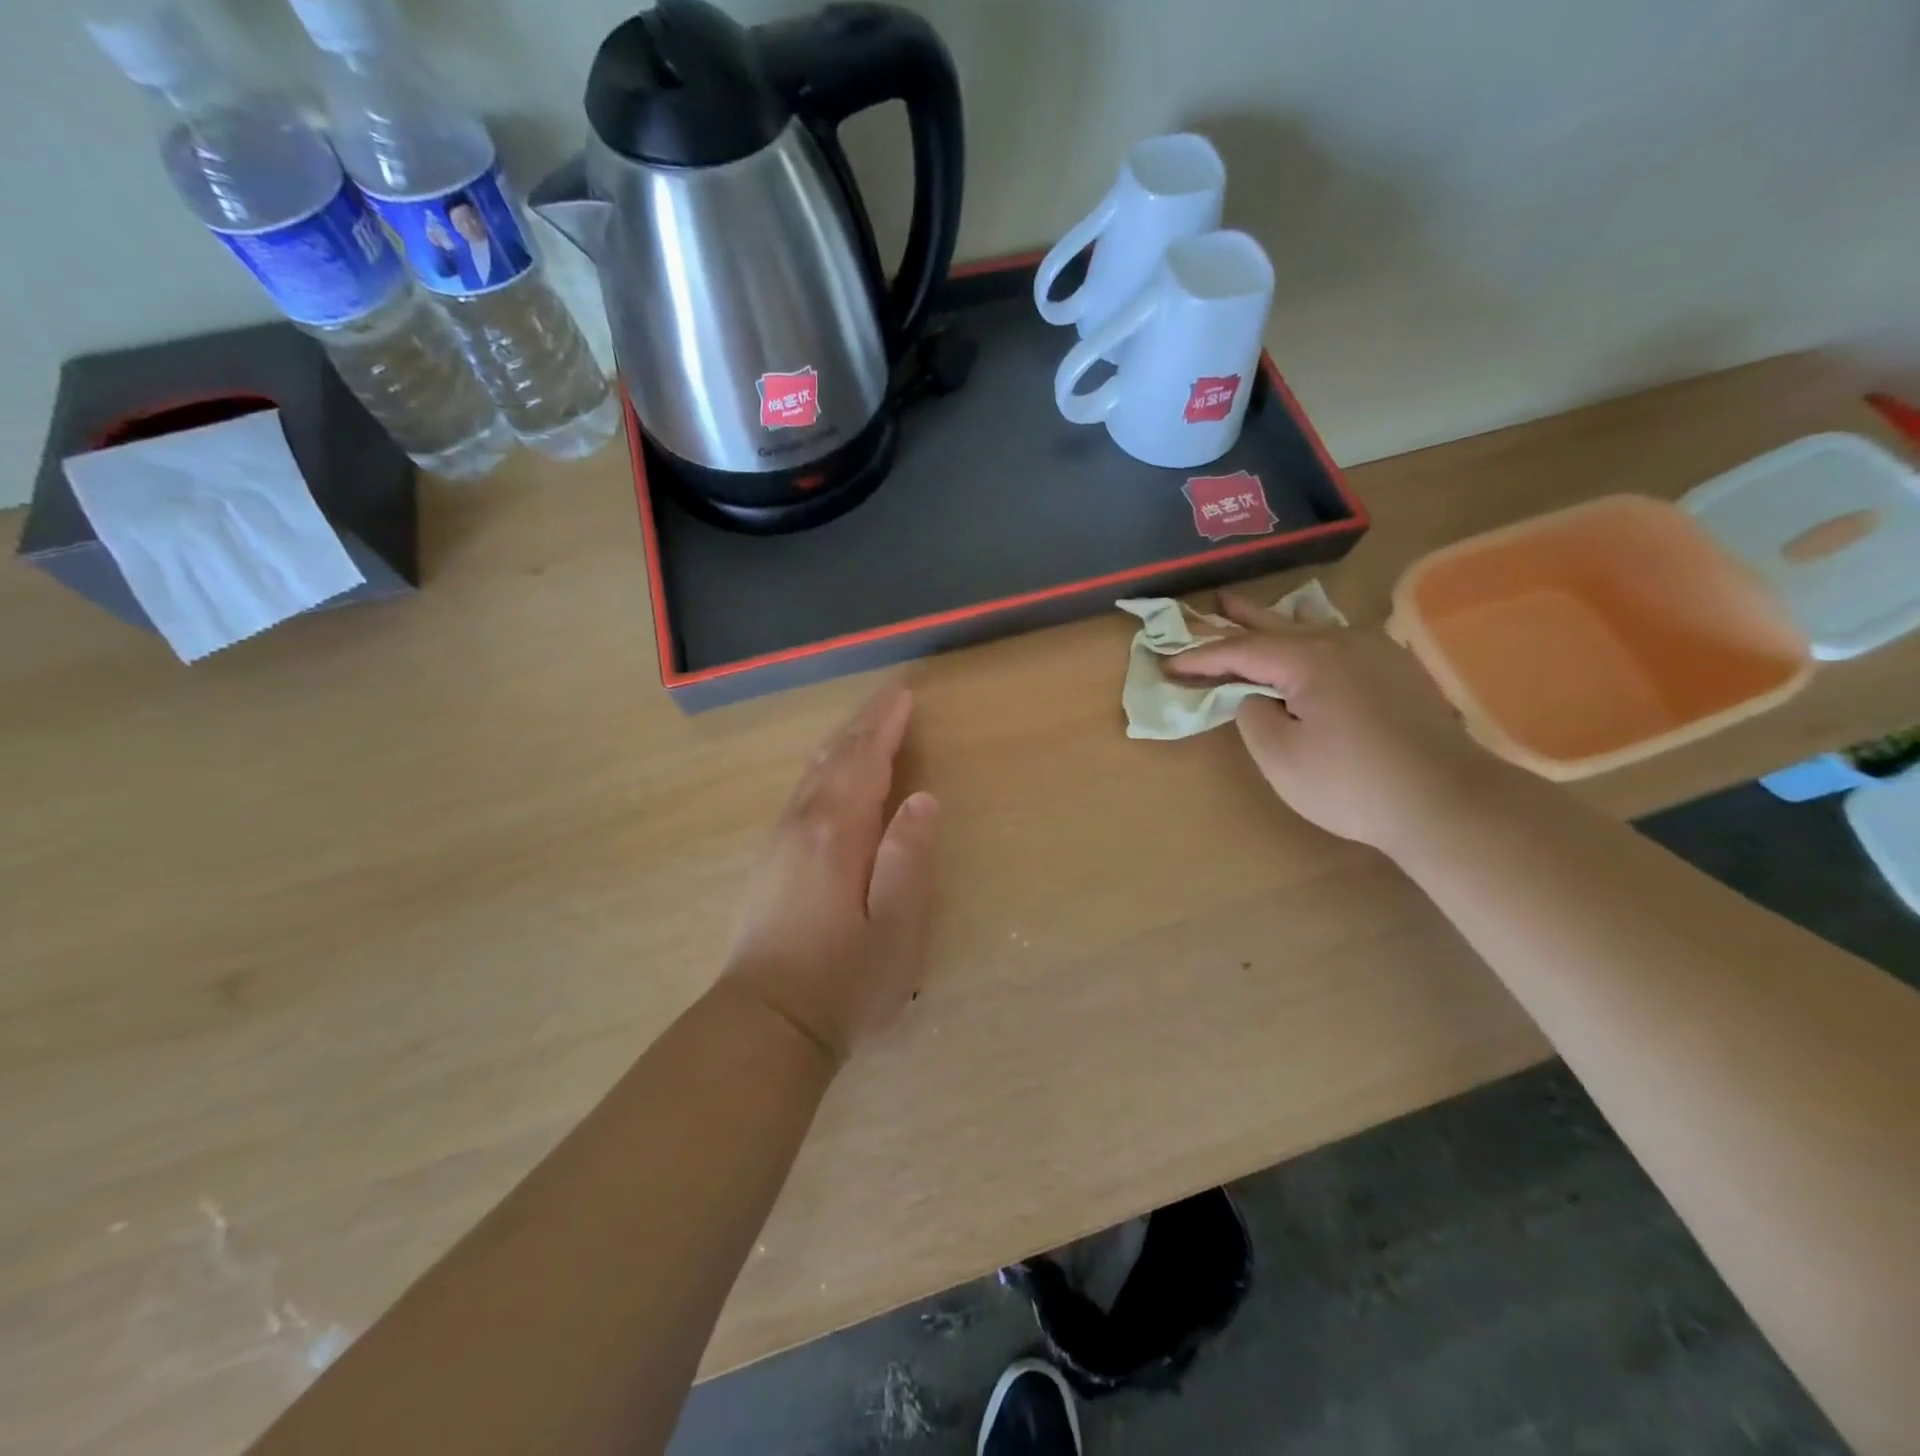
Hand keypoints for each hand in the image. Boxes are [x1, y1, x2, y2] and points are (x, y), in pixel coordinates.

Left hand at [721, 685, 938, 1063]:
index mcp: (837, 832)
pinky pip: (801, 793)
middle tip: (889, 696)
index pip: (865, 760)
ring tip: (863, 725)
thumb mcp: (896, 926)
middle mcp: (802, 825)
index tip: (904, 694)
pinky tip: (827, 776)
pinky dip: (823, 769)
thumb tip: (923, 797)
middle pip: (834, 758)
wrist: (765, 1026)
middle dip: (863, 724)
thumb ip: (909, 856)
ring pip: (812, 774)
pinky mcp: (769, 864)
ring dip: (841, 743)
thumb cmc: (843, 980)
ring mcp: (779, 843)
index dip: (886, 725)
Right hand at [1167, 591, 1511, 855]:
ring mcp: (1377, 653)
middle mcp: (1343, 642)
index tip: (1168, 664)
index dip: (1201, 657)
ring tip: (1257, 613)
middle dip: (1241, 617)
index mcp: (1310, 659)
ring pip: (1314, 630)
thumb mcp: (1280, 757)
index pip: (1241, 651)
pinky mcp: (1398, 672)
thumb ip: (1253, 716)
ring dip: (1279, 623)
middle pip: (1279, 624)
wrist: (1448, 802)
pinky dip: (1312, 639)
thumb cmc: (1352, 783)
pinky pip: (1340, 643)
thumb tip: (1257, 698)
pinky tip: (1312, 641)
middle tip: (1214, 602)